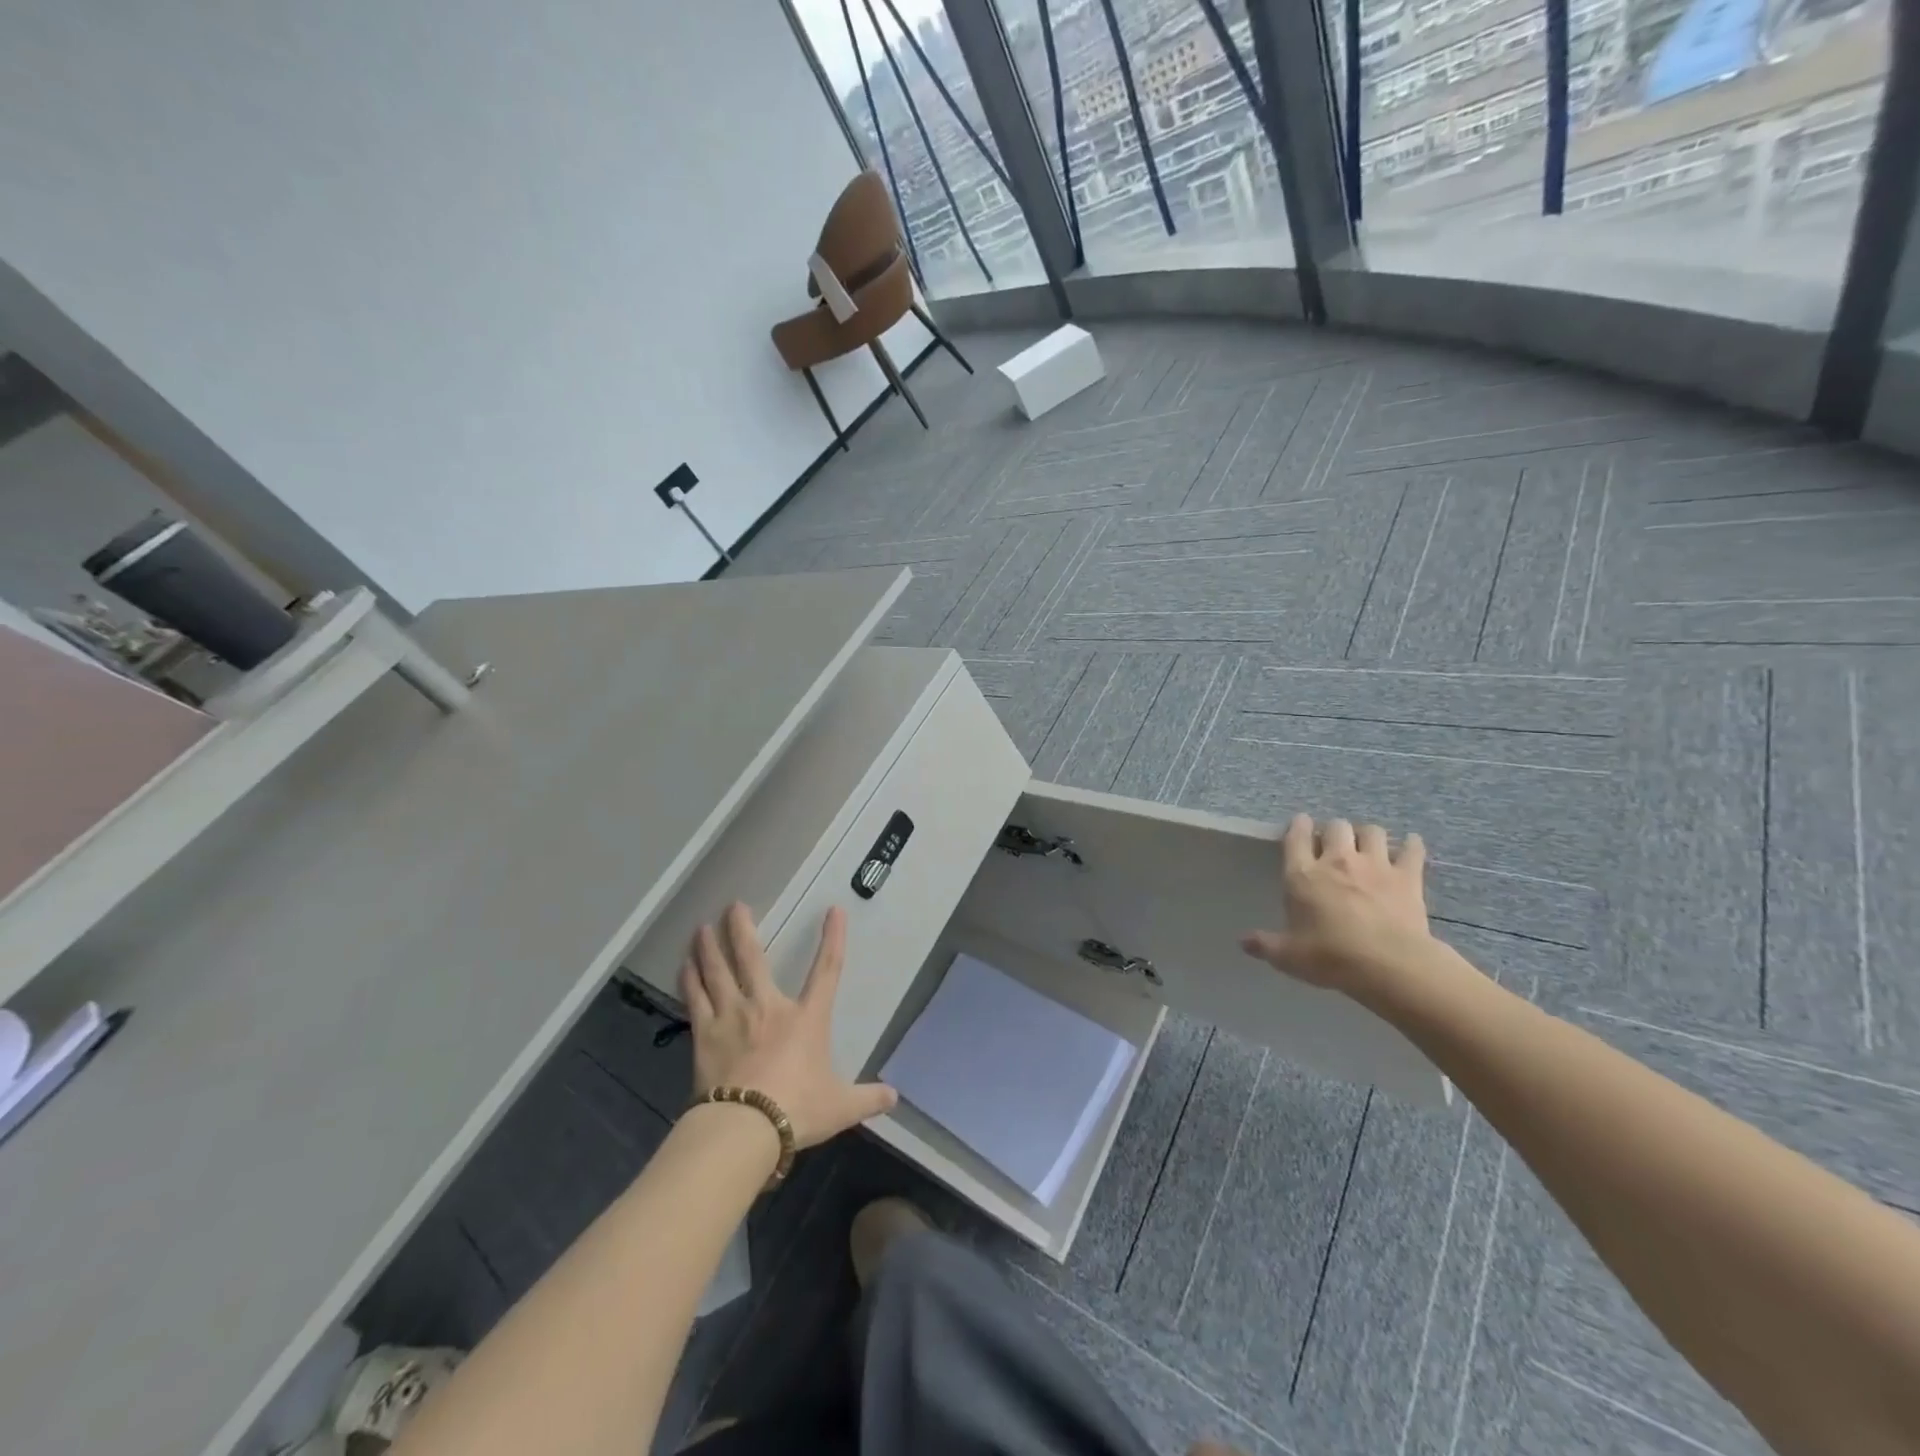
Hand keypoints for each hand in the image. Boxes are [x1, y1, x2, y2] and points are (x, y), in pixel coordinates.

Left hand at [682, 902, 897, 1147]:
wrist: (745, 1128)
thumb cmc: (797, 1109)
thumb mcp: (840, 1106)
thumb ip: (867, 1098)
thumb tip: (894, 1098)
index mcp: (806, 1018)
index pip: (827, 970)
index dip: (833, 939)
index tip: (834, 911)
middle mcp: (768, 1007)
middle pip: (753, 958)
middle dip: (742, 929)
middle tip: (734, 905)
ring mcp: (732, 1017)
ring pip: (718, 971)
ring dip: (709, 947)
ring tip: (701, 927)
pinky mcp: (705, 1035)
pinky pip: (696, 998)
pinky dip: (690, 979)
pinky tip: (684, 965)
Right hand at [1240, 814, 1431, 993]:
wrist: (1388, 965)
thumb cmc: (1330, 957)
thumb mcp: (1288, 956)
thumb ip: (1265, 944)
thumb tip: (1244, 942)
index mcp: (1303, 874)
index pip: (1296, 836)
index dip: (1298, 826)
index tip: (1301, 824)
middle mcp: (1337, 860)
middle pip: (1336, 826)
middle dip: (1334, 831)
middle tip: (1335, 844)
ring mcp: (1375, 865)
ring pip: (1372, 831)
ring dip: (1368, 835)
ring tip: (1367, 845)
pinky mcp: (1407, 877)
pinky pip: (1412, 850)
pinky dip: (1411, 846)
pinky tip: (1411, 846)